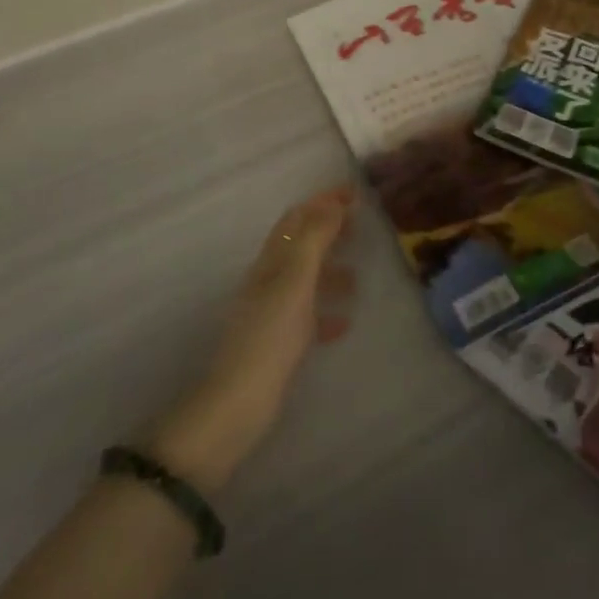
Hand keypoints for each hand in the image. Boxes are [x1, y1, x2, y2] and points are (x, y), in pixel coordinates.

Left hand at [148, 187, 356, 492]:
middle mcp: (269, 279)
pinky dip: (325, 310)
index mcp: (272, 260)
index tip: (355, 194)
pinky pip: (307, 314)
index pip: (297, 217)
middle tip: (361, 228)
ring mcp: (272, 310)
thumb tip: (334, 203)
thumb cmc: (270, 337)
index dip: (323, 201)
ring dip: (330, 270)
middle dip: (329, 231)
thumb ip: (314, 240)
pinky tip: (343, 323)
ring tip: (357, 279)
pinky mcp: (277, 342)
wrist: (238, 404)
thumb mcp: (296, 282)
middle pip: (301, 243)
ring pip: (305, 278)